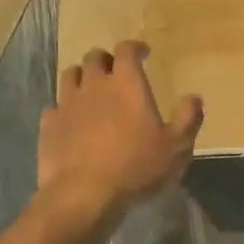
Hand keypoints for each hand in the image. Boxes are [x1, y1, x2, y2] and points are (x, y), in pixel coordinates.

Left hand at [40, 42, 203, 215]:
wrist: (84, 195)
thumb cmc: (135, 167)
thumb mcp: (176, 147)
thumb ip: (188, 118)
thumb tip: (194, 97)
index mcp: (126, 83)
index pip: (126, 50)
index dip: (134, 47)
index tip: (143, 53)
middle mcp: (94, 85)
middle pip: (95, 57)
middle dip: (106, 59)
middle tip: (115, 71)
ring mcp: (67, 104)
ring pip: (70, 75)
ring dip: (81, 77)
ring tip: (90, 89)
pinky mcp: (49, 125)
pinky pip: (54, 107)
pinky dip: (63, 109)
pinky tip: (70, 121)